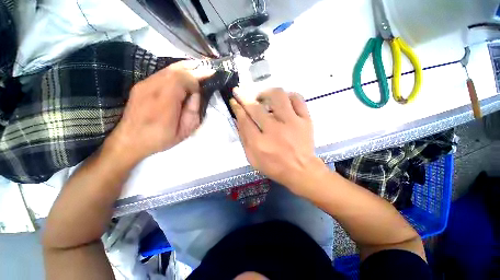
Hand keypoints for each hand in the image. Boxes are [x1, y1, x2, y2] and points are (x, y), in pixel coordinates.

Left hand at [104, 61, 213, 165]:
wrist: (130, 140)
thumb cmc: (161, 138)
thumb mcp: (184, 130)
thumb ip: (193, 111)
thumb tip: (196, 94)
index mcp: (165, 102)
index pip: (183, 80)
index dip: (197, 78)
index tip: (208, 81)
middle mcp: (152, 88)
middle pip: (175, 70)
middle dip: (193, 69)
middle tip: (207, 69)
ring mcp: (144, 84)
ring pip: (168, 69)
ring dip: (185, 67)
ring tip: (198, 67)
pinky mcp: (141, 85)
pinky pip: (161, 73)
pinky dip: (175, 71)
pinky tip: (183, 73)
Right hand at [230, 88, 326, 193]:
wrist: (300, 170)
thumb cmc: (274, 166)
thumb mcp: (253, 158)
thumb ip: (244, 138)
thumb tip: (238, 119)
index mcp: (259, 143)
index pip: (244, 120)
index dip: (237, 107)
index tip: (234, 100)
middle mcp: (274, 131)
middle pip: (256, 108)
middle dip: (244, 97)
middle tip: (240, 92)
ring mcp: (292, 123)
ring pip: (278, 96)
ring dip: (267, 93)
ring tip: (263, 97)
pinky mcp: (305, 120)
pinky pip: (297, 99)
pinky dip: (288, 96)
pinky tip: (282, 101)